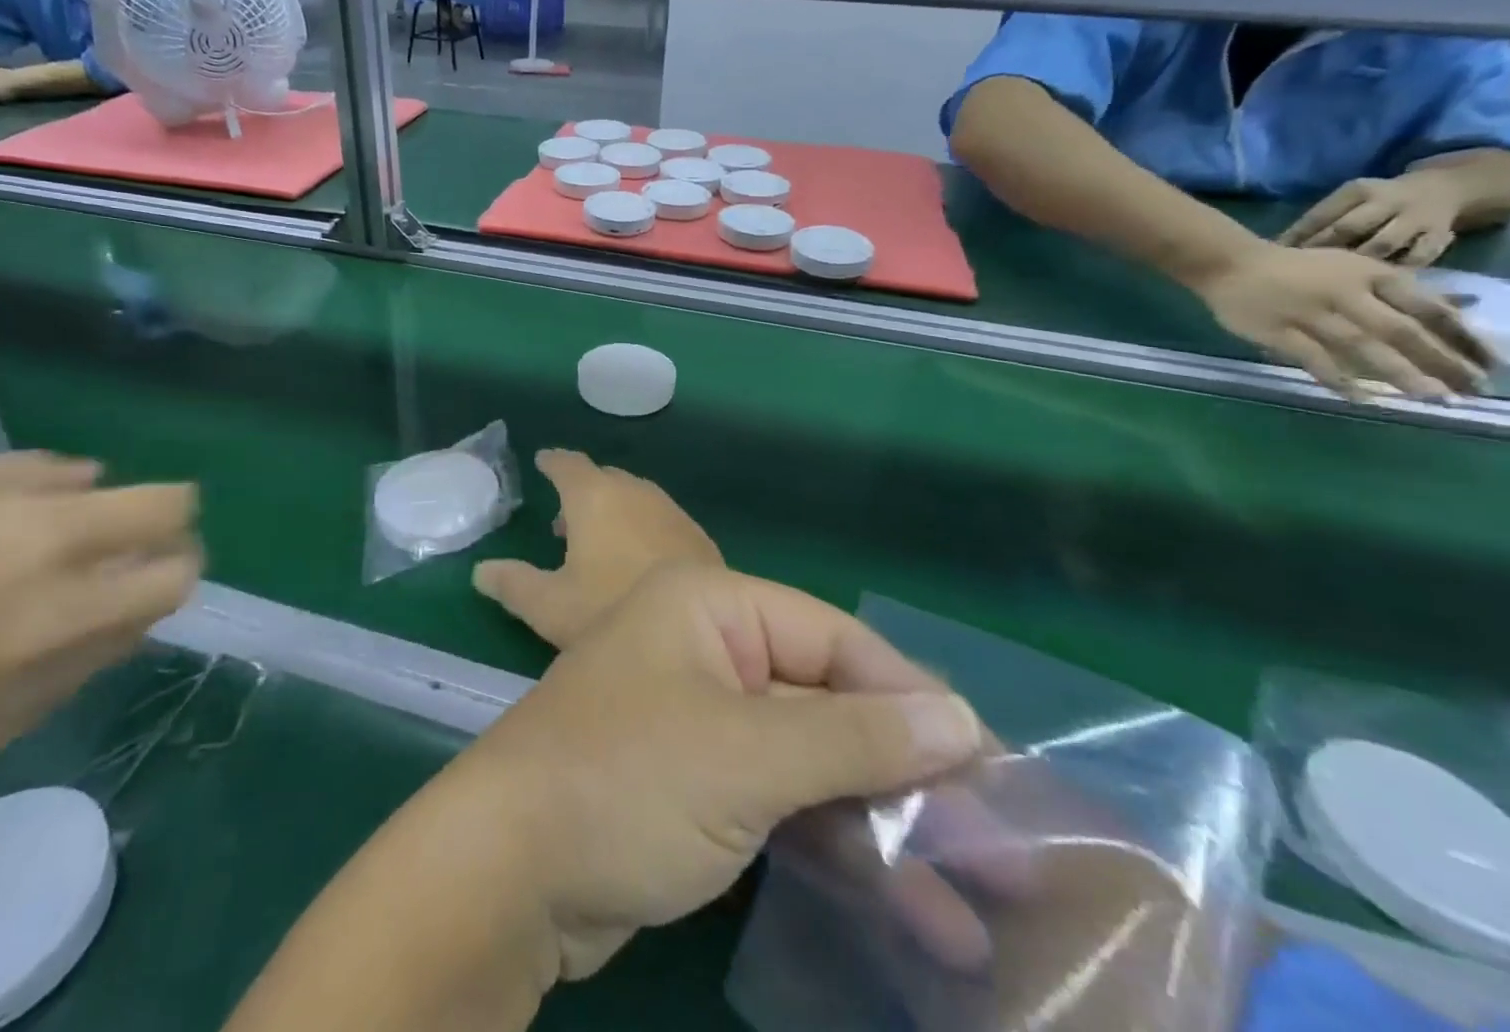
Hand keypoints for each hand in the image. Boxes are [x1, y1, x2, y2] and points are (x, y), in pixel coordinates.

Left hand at [446, 566, 982, 980]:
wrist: (511, 871)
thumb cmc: (628, 781)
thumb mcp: (747, 755)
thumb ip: (854, 736)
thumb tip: (962, 718)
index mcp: (712, 606)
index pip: (834, 636)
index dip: (911, 697)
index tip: (992, 766)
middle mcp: (710, 650)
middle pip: (829, 701)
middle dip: (909, 774)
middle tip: (1003, 850)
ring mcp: (705, 720)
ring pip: (814, 760)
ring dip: (886, 825)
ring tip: (977, 904)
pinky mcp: (701, 786)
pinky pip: (785, 801)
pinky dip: (839, 847)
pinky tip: (909, 907)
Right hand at [473, 450, 722, 649]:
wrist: (700, 632)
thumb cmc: (610, 611)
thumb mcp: (550, 606)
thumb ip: (512, 584)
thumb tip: (480, 571)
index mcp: (595, 497)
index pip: (568, 465)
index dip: (553, 463)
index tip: (542, 462)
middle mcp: (634, 492)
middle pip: (603, 478)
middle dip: (581, 489)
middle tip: (562, 518)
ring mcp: (670, 511)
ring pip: (633, 496)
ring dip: (612, 508)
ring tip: (595, 541)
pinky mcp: (695, 535)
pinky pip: (657, 516)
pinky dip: (638, 524)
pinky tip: (635, 558)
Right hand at [1194, 241, 1489, 397]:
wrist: (1227, 264)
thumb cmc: (1294, 268)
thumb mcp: (1350, 267)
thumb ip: (1395, 291)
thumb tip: (1458, 309)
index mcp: (1369, 275)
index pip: (1427, 307)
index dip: (1461, 336)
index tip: (1490, 362)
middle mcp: (1344, 293)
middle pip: (1400, 330)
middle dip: (1439, 360)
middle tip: (1469, 389)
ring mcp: (1308, 313)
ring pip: (1361, 345)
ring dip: (1398, 372)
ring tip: (1430, 397)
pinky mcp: (1275, 330)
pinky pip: (1311, 357)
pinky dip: (1337, 378)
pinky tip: (1360, 398)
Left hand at [1279, 172, 1466, 264]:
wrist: (1441, 189)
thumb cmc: (1374, 202)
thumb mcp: (1346, 201)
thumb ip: (1318, 219)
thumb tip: (1280, 246)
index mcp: (1358, 191)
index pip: (1321, 215)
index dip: (1297, 236)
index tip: (1277, 254)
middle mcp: (1389, 202)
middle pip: (1349, 227)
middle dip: (1322, 249)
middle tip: (1302, 269)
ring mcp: (1417, 219)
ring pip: (1382, 244)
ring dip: (1356, 262)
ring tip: (1336, 278)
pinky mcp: (1441, 236)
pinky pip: (1419, 257)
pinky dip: (1397, 269)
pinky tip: (1377, 282)